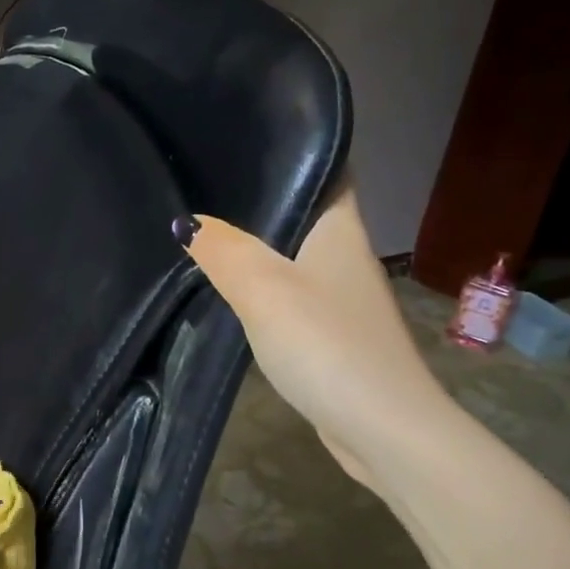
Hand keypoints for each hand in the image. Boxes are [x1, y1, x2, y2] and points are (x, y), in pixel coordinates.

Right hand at [179, 178, 449, 488]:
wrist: (383, 429)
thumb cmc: (327, 344)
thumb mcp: (264, 289)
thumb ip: (223, 250)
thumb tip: (186, 222)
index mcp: (340, 229)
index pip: (326, 167)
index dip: (292, 147)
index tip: (240, 139)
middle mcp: (344, 255)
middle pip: (302, 212)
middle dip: (259, 197)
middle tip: (202, 183)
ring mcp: (339, 297)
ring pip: (292, 255)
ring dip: (256, 245)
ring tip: (203, 229)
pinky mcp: (330, 334)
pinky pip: (289, 294)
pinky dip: (261, 287)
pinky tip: (228, 290)